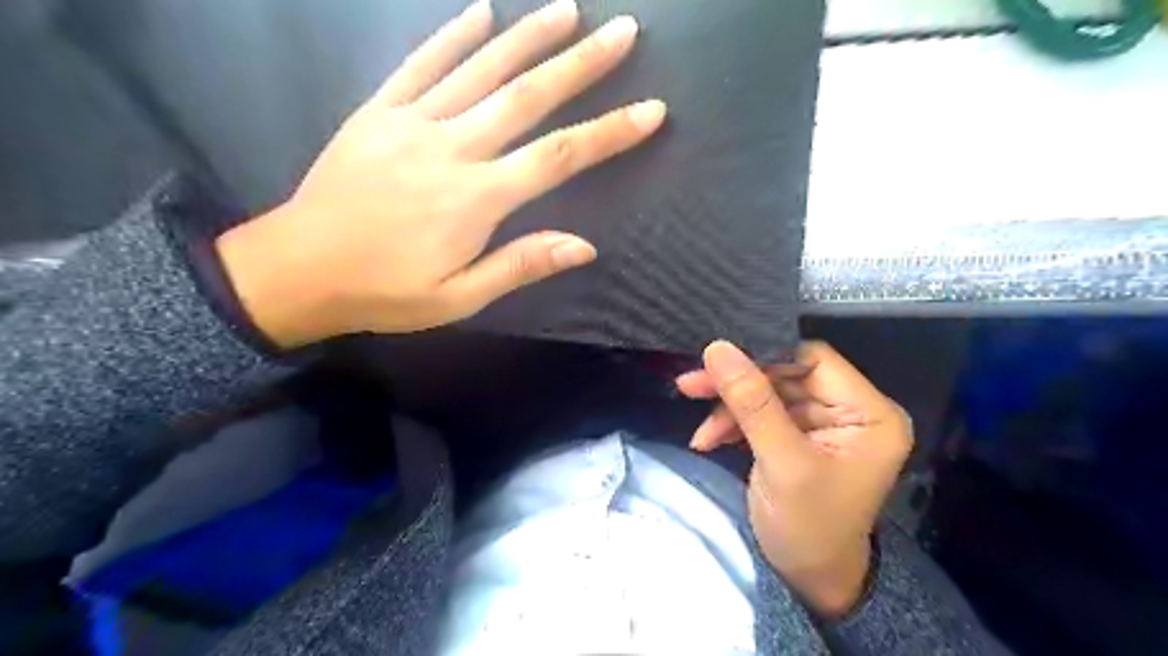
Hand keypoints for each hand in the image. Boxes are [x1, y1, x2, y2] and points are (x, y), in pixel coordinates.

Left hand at [213, 0, 660, 350]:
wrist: (298, 269)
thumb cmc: (386, 291)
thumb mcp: (460, 297)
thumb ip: (521, 266)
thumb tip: (584, 247)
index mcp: (477, 197)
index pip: (559, 156)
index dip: (609, 131)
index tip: (650, 109)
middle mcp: (453, 147)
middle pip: (528, 96)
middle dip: (581, 63)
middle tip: (623, 31)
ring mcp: (413, 121)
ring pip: (481, 68)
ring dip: (529, 36)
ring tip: (568, 9)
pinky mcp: (379, 110)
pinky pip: (422, 63)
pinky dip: (454, 34)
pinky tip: (483, 11)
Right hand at [675, 340, 911, 617]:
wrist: (808, 580)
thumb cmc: (809, 528)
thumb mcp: (782, 464)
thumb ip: (752, 404)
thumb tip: (718, 349)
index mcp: (869, 413)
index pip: (813, 361)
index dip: (765, 358)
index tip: (718, 363)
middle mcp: (850, 410)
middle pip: (784, 376)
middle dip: (737, 386)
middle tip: (690, 386)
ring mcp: (822, 423)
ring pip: (766, 393)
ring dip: (728, 408)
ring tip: (700, 432)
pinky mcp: (797, 435)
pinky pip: (760, 413)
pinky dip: (731, 424)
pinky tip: (708, 440)